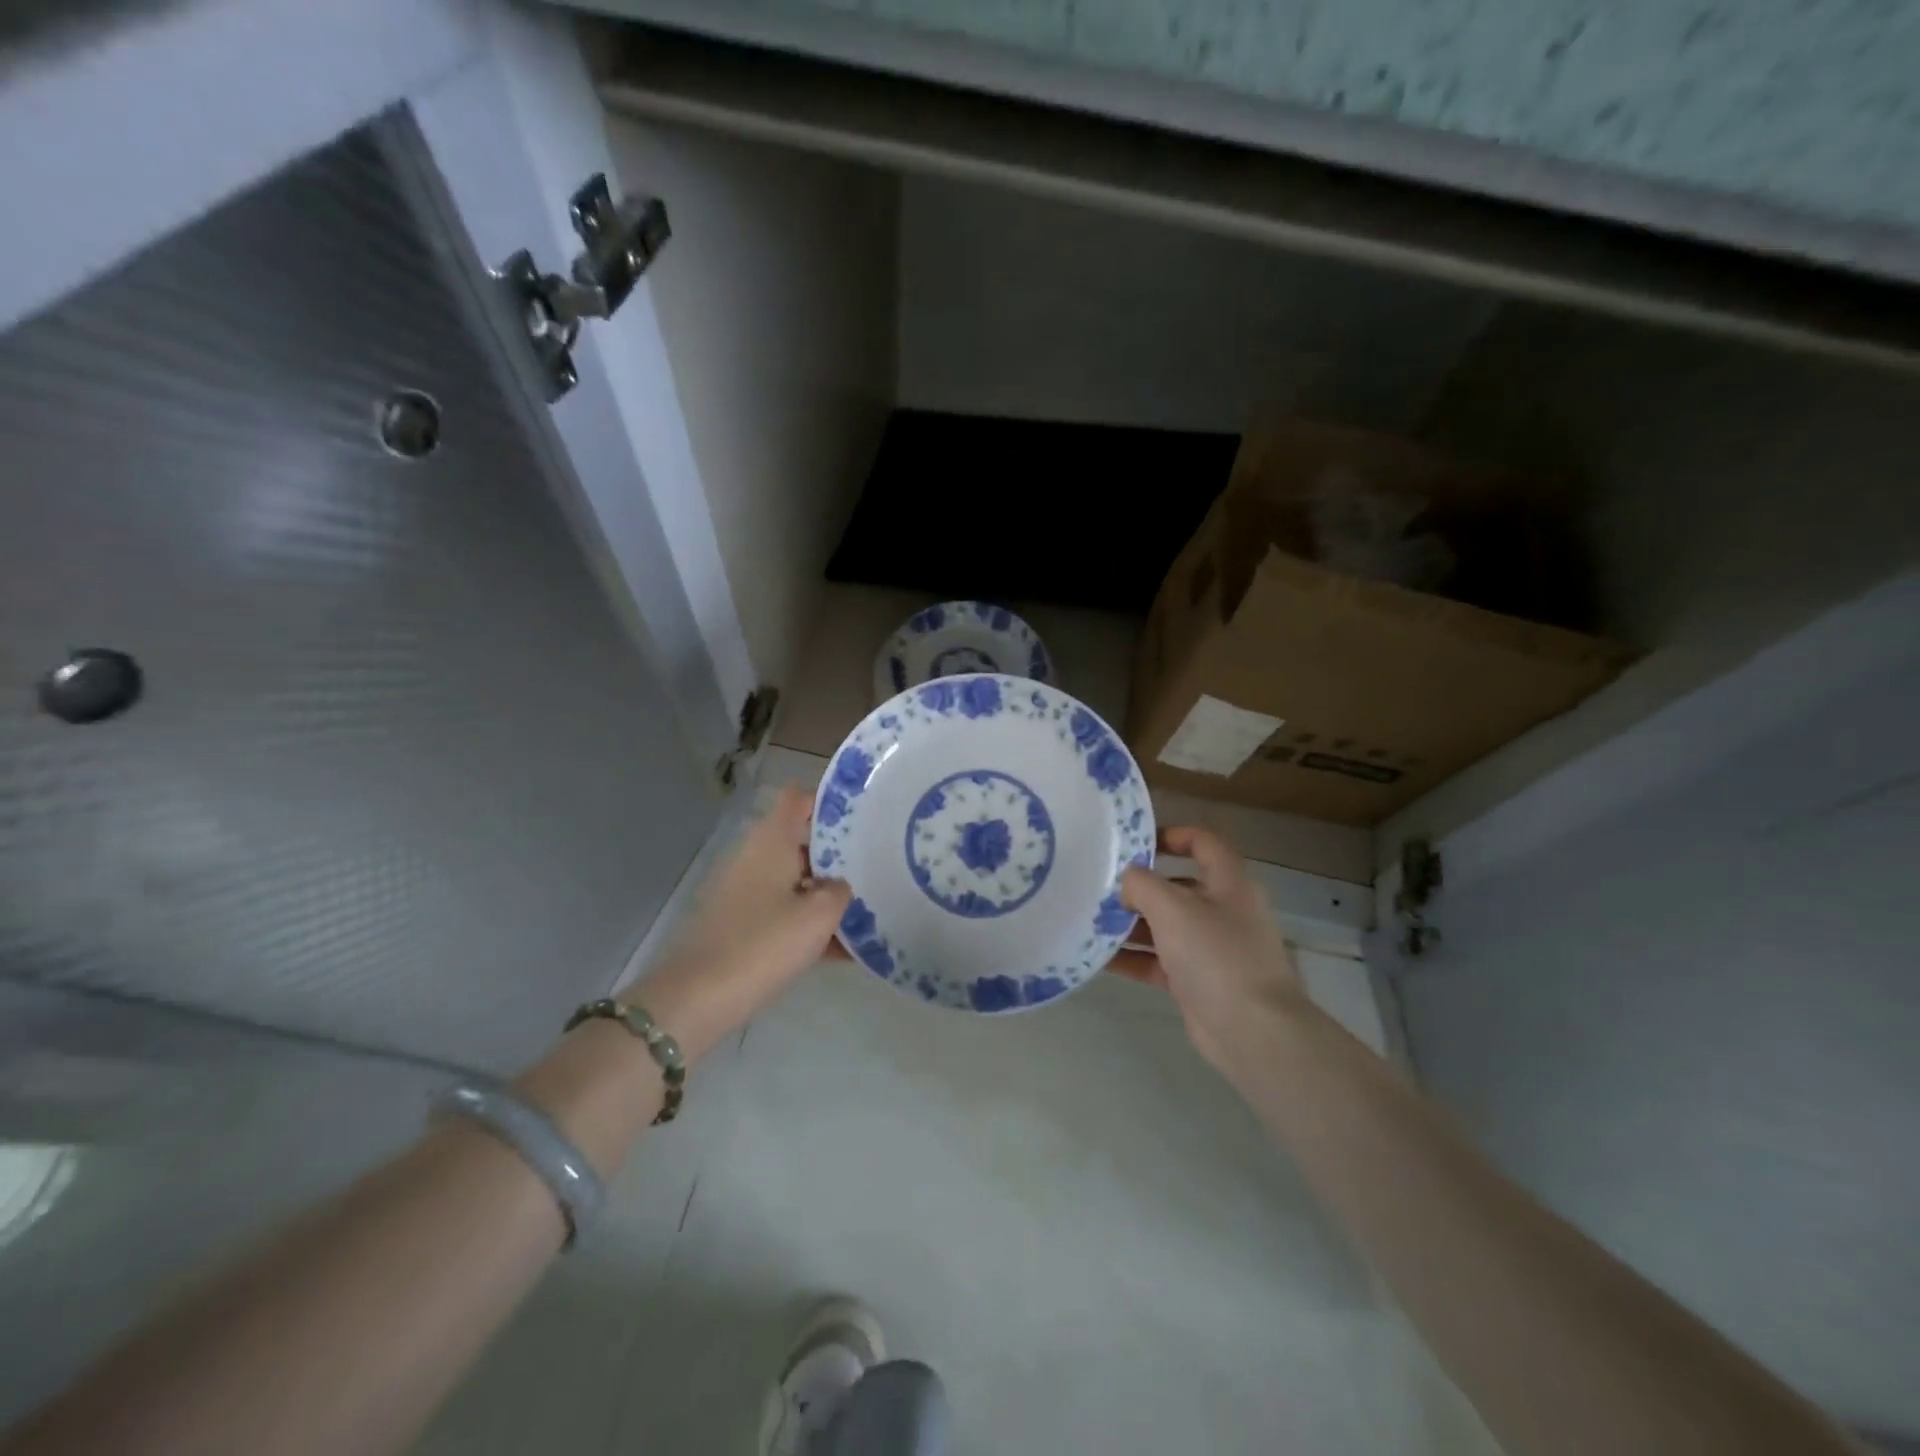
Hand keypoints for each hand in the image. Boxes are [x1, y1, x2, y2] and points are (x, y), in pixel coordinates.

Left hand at [638, 786, 850, 1062]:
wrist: (697, 999)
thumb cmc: (763, 944)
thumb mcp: (818, 915)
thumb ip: (839, 891)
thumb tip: (838, 885)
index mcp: (772, 840)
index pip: (799, 799)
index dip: (830, 802)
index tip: (864, 815)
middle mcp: (755, 856)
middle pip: (801, 841)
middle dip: (838, 853)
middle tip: (877, 866)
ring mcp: (744, 891)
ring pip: (795, 880)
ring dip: (826, 893)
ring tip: (868, 910)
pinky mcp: (740, 924)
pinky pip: (783, 912)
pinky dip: (809, 923)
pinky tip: (843, 950)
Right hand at [1116, 827, 1305, 1074]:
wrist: (1251, 1031)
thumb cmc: (1216, 955)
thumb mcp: (1172, 908)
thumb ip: (1142, 884)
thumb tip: (1127, 880)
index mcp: (1229, 882)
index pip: (1202, 842)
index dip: (1170, 836)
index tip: (1134, 845)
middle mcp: (1223, 910)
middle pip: (1178, 886)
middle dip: (1139, 886)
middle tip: (1100, 885)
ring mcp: (1211, 948)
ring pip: (1165, 926)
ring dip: (1130, 924)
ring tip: (1090, 920)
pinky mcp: (1197, 981)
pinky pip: (1159, 961)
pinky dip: (1133, 958)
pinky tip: (1098, 958)